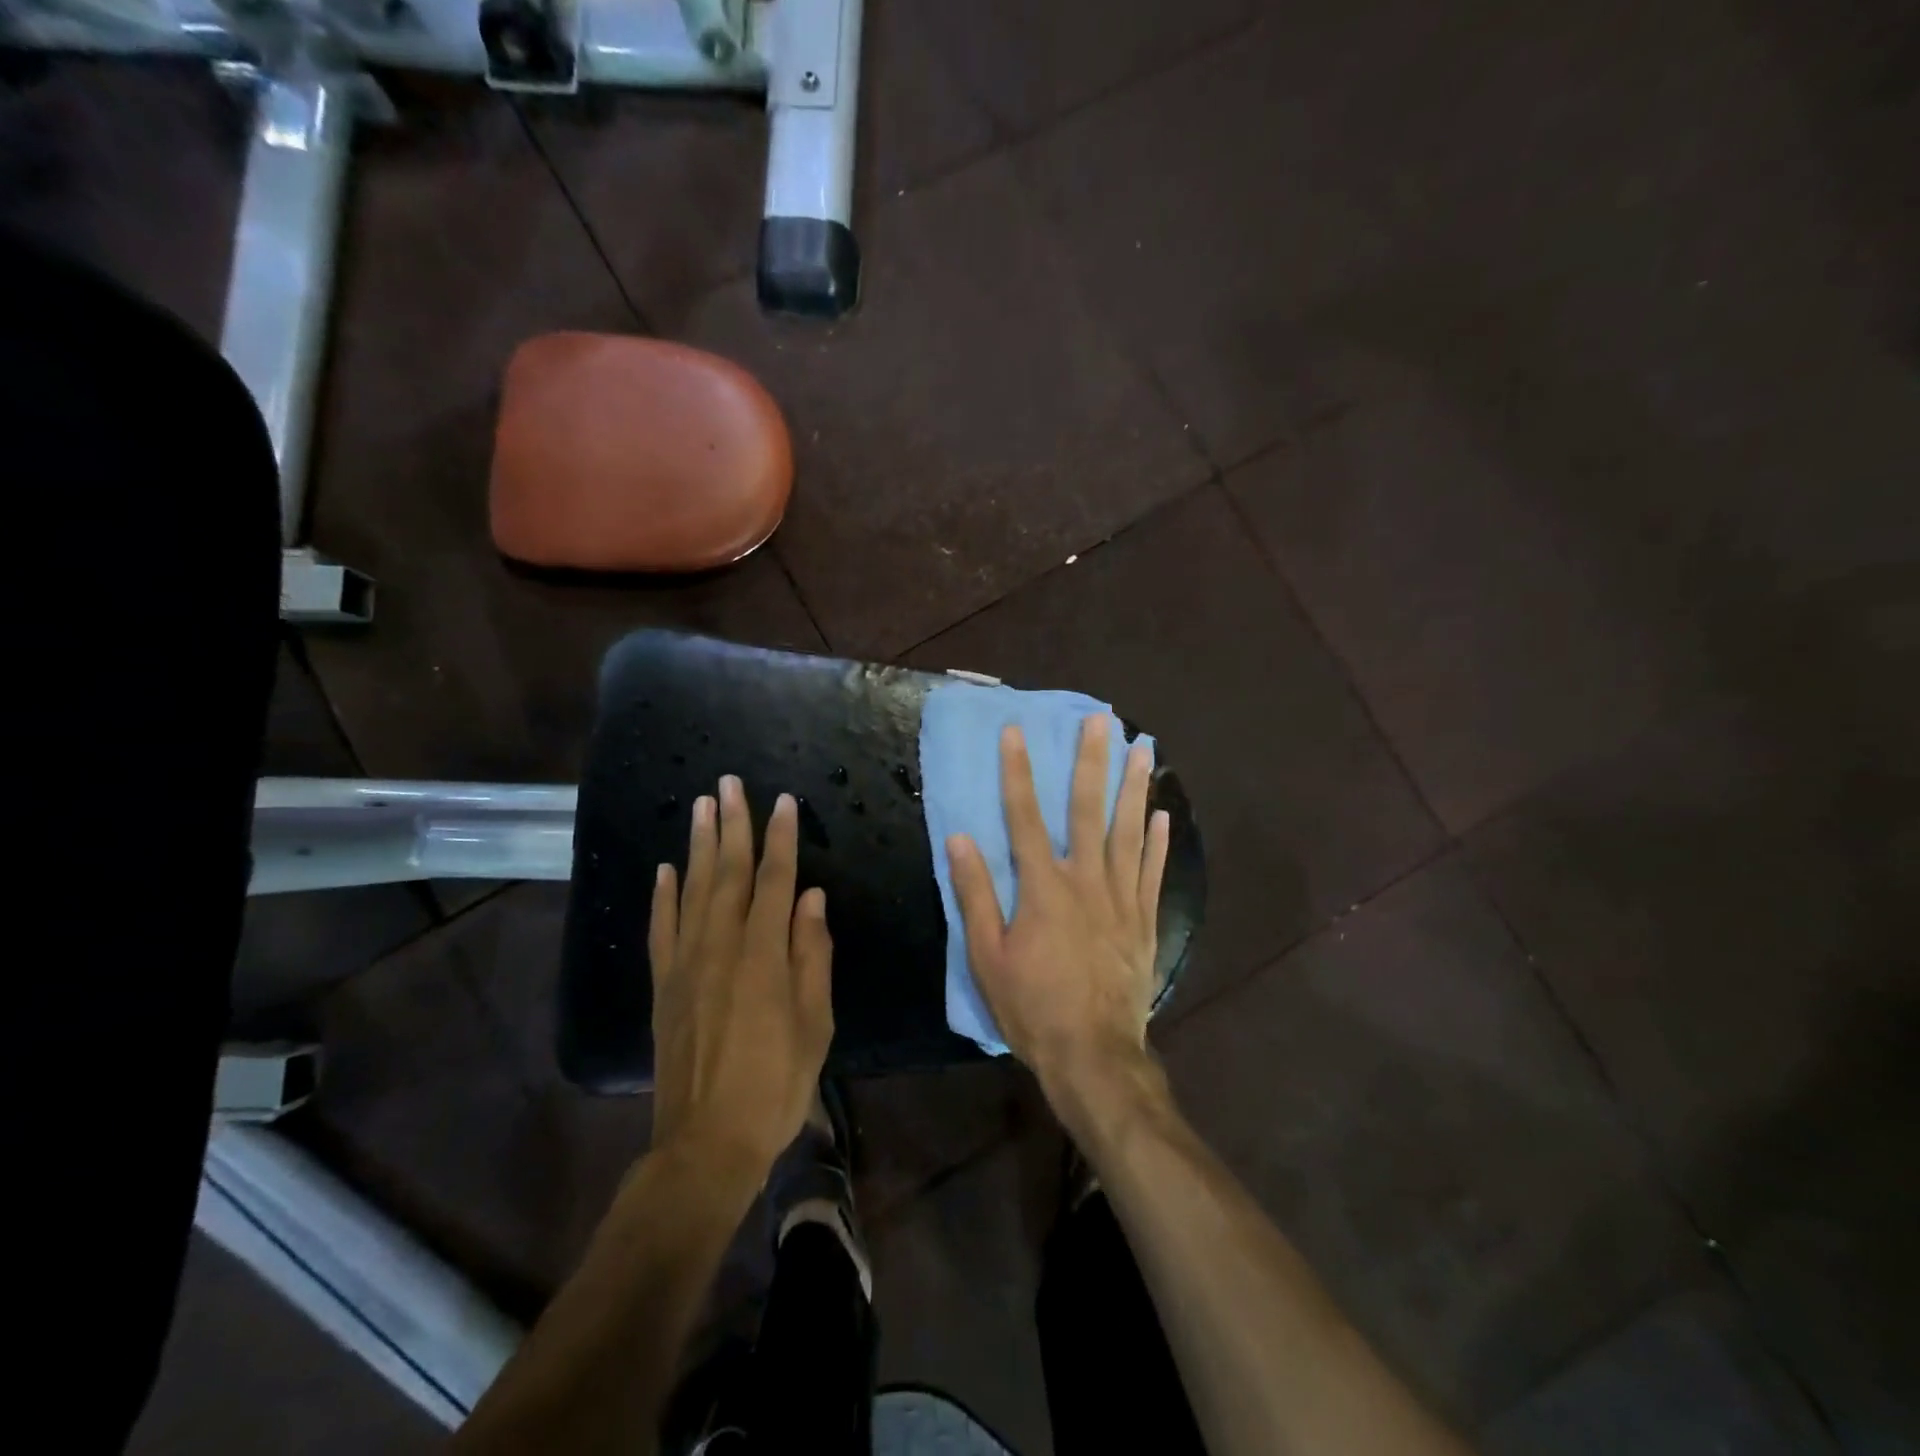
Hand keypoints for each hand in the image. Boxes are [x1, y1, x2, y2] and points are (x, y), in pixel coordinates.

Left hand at [648, 777, 833, 1178]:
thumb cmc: (775, 1084)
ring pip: (691, 891)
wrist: (707, 1143)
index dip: (780, 839)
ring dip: (697, 846)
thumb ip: (812, 955)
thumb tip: (812, 899)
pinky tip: (663, 870)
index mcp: (764, 955)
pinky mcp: (663, 986)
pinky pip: (661, 930)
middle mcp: (721, 947)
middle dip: (732, 824)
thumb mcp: (815, 1023)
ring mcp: (686, 964)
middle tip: (729, 783)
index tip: (783, 802)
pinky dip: (662, 896)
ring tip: (700, 806)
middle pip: (727, 874)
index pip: (775, 882)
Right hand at [947, 717, 1170, 1130]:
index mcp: (1043, 888)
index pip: (1024, 817)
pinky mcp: (1144, 921)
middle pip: (1087, 810)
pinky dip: (1159, 842)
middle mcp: (1085, 881)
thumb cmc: (1032, 1008)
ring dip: (1134, 788)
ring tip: (1143, 750)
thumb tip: (961, 839)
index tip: (1016, 732)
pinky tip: (1163, 815)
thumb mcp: (987, 957)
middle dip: (1092, 762)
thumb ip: (976, 895)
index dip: (1018, 772)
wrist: (1094, 1056)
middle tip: (1103, 720)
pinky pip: (1152, 872)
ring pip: (1129, 831)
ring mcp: (1120, 899)